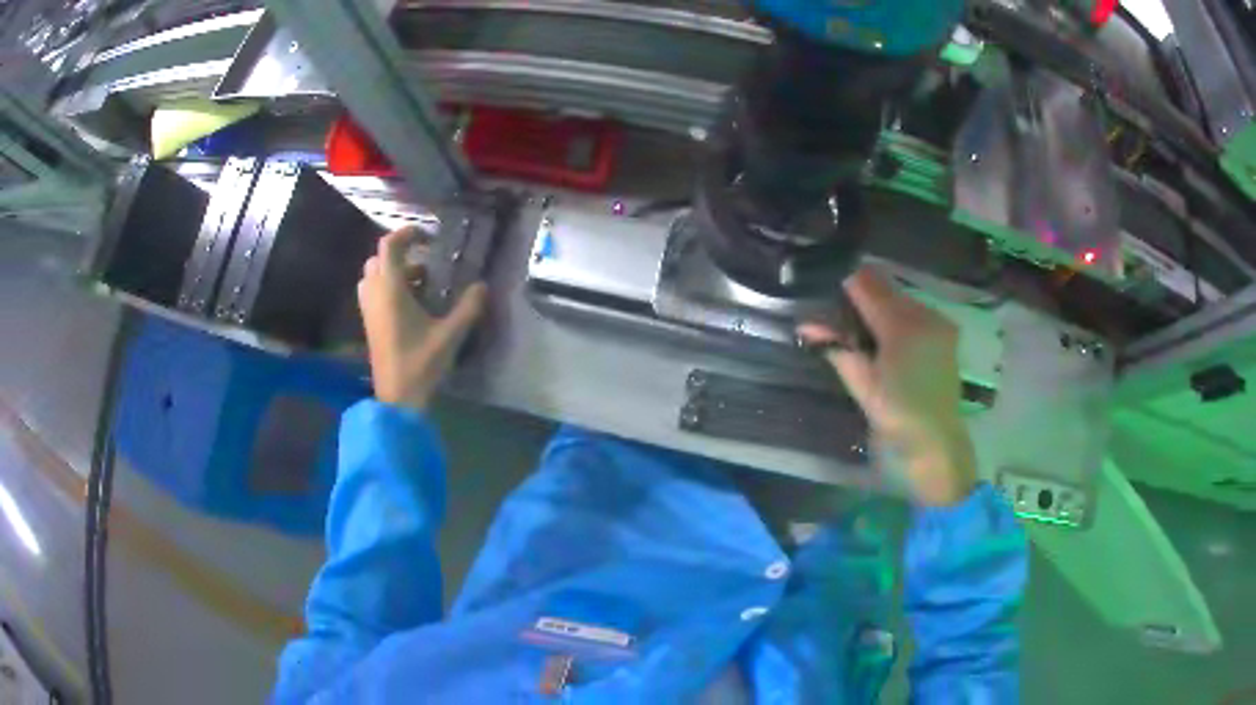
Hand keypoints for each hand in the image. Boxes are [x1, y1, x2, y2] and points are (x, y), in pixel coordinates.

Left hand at [357, 226, 486, 411]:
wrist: (397, 399)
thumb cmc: (421, 364)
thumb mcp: (450, 335)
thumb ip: (468, 307)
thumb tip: (482, 286)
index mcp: (391, 290)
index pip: (390, 246)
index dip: (407, 233)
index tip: (428, 236)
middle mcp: (375, 295)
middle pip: (378, 259)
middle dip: (400, 254)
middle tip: (426, 262)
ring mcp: (369, 310)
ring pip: (372, 276)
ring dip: (392, 272)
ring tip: (419, 284)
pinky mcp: (369, 324)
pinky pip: (373, 293)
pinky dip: (388, 288)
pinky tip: (410, 305)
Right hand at [797, 267, 976, 505]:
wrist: (936, 440)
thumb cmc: (896, 416)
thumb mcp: (862, 384)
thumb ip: (836, 348)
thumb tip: (805, 325)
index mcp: (901, 326)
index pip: (866, 285)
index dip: (843, 282)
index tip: (824, 289)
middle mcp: (923, 314)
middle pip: (884, 287)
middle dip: (861, 294)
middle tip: (840, 314)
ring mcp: (938, 321)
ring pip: (900, 297)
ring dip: (881, 304)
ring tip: (863, 327)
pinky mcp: (946, 331)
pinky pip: (915, 310)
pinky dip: (898, 315)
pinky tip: (888, 336)